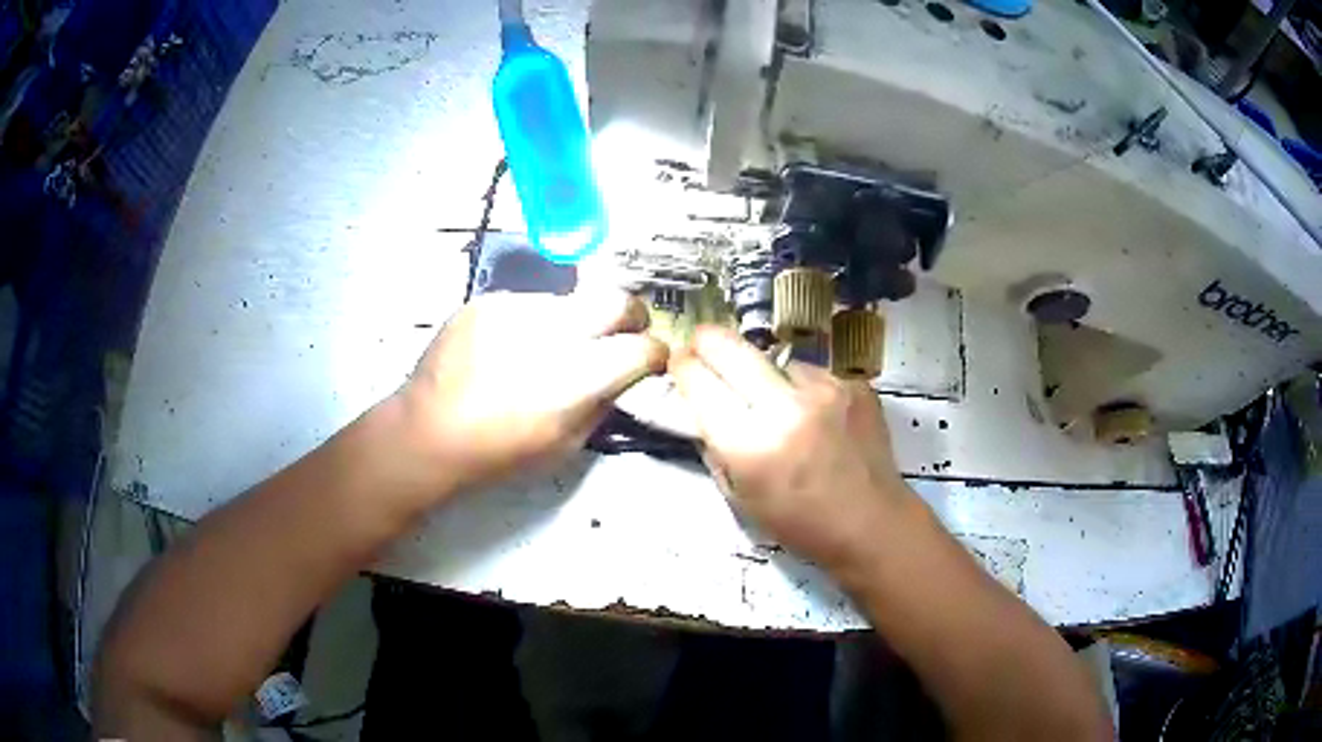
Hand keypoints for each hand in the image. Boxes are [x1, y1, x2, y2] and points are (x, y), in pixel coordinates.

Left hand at [398, 290, 668, 494]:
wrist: (427, 432)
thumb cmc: (497, 453)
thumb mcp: (564, 445)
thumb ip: (603, 404)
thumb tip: (625, 376)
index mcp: (575, 378)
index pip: (641, 347)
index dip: (654, 353)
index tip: (650, 360)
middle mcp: (551, 332)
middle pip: (617, 300)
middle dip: (631, 317)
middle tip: (623, 334)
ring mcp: (515, 309)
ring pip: (573, 299)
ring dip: (578, 321)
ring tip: (554, 346)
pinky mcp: (488, 301)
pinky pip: (531, 303)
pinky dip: (537, 322)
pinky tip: (515, 346)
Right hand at [670, 326, 914, 569]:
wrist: (871, 523)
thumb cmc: (800, 523)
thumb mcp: (740, 496)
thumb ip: (715, 446)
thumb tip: (701, 405)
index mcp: (750, 444)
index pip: (698, 381)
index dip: (682, 366)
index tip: (679, 362)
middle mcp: (785, 407)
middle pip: (729, 348)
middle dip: (707, 342)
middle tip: (702, 345)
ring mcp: (825, 389)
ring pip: (774, 359)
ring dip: (764, 373)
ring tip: (777, 402)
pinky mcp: (853, 384)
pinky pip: (811, 372)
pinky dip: (803, 388)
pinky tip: (815, 415)